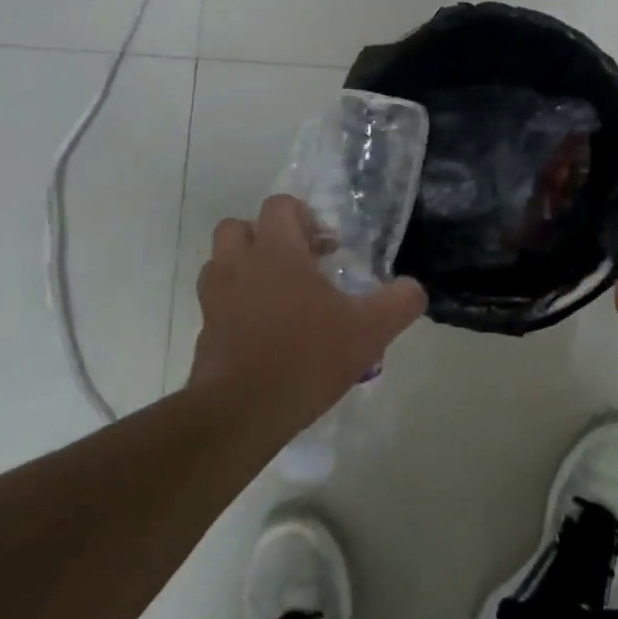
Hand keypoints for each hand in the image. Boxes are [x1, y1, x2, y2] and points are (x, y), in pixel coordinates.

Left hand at [190, 195, 426, 435]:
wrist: (241, 412)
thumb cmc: (307, 358)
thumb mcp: (369, 331)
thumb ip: (399, 303)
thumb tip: (413, 289)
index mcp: (277, 252)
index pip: (279, 206)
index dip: (304, 216)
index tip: (327, 248)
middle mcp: (239, 265)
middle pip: (239, 227)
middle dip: (266, 237)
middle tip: (298, 264)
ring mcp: (215, 299)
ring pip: (221, 263)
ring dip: (246, 268)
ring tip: (278, 295)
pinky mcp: (205, 331)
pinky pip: (217, 303)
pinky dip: (236, 306)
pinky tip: (265, 333)